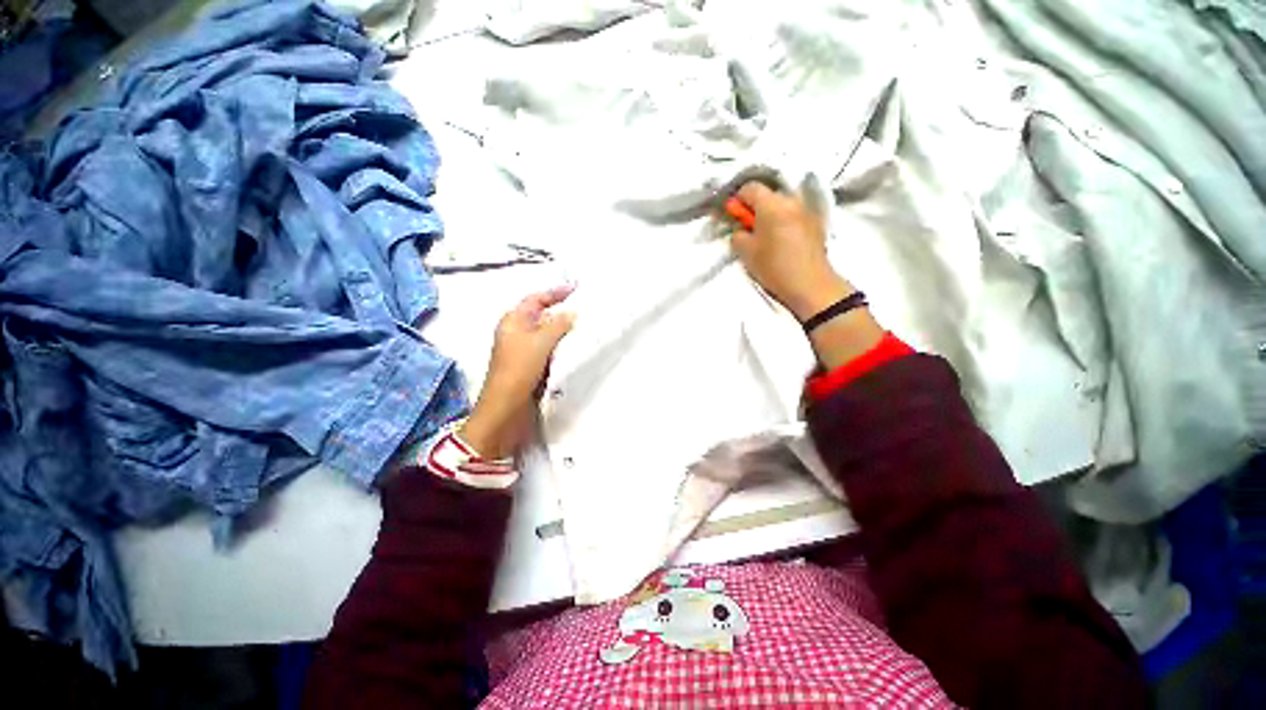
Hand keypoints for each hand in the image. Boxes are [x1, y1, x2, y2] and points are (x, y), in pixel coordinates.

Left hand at [459, 286, 575, 459]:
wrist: (507, 408)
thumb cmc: (520, 369)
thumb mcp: (540, 342)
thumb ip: (558, 324)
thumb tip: (572, 312)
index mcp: (513, 321)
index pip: (536, 299)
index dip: (555, 292)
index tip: (577, 289)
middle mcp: (517, 332)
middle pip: (542, 315)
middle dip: (562, 311)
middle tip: (586, 308)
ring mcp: (524, 350)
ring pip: (547, 333)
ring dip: (563, 329)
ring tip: (585, 325)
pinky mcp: (531, 365)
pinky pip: (549, 349)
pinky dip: (562, 345)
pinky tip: (576, 347)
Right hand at [729, 183, 883, 369]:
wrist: (810, 284)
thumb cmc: (774, 266)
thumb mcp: (745, 252)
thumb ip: (738, 234)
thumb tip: (741, 228)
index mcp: (772, 204)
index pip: (750, 187)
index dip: (738, 199)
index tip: (734, 216)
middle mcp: (791, 200)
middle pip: (768, 194)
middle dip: (755, 207)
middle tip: (749, 228)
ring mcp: (806, 210)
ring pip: (782, 204)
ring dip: (771, 214)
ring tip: (766, 235)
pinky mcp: (816, 222)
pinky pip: (793, 213)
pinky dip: (784, 220)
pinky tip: (782, 240)